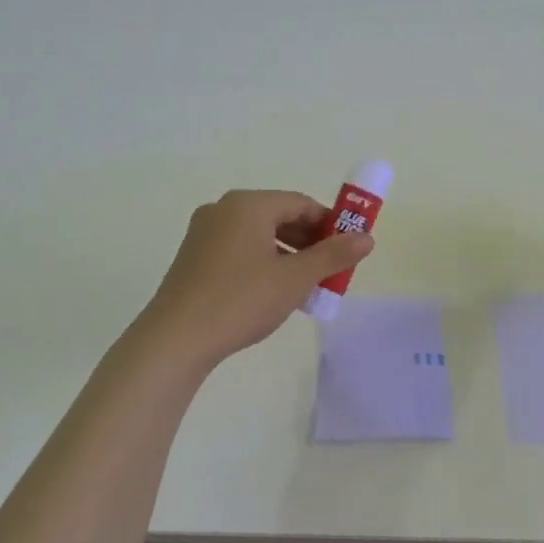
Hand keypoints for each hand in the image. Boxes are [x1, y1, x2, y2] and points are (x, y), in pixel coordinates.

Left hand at [136, 190, 373, 366]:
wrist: (176, 339)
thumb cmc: (241, 301)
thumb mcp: (294, 279)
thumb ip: (333, 255)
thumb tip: (367, 238)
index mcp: (248, 205)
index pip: (301, 204)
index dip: (330, 224)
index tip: (348, 250)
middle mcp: (223, 209)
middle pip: (279, 217)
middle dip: (309, 242)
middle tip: (331, 272)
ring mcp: (204, 233)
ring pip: (259, 236)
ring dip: (288, 256)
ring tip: (306, 287)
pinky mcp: (193, 257)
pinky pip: (239, 249)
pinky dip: (263, 263)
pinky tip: (273, 293)